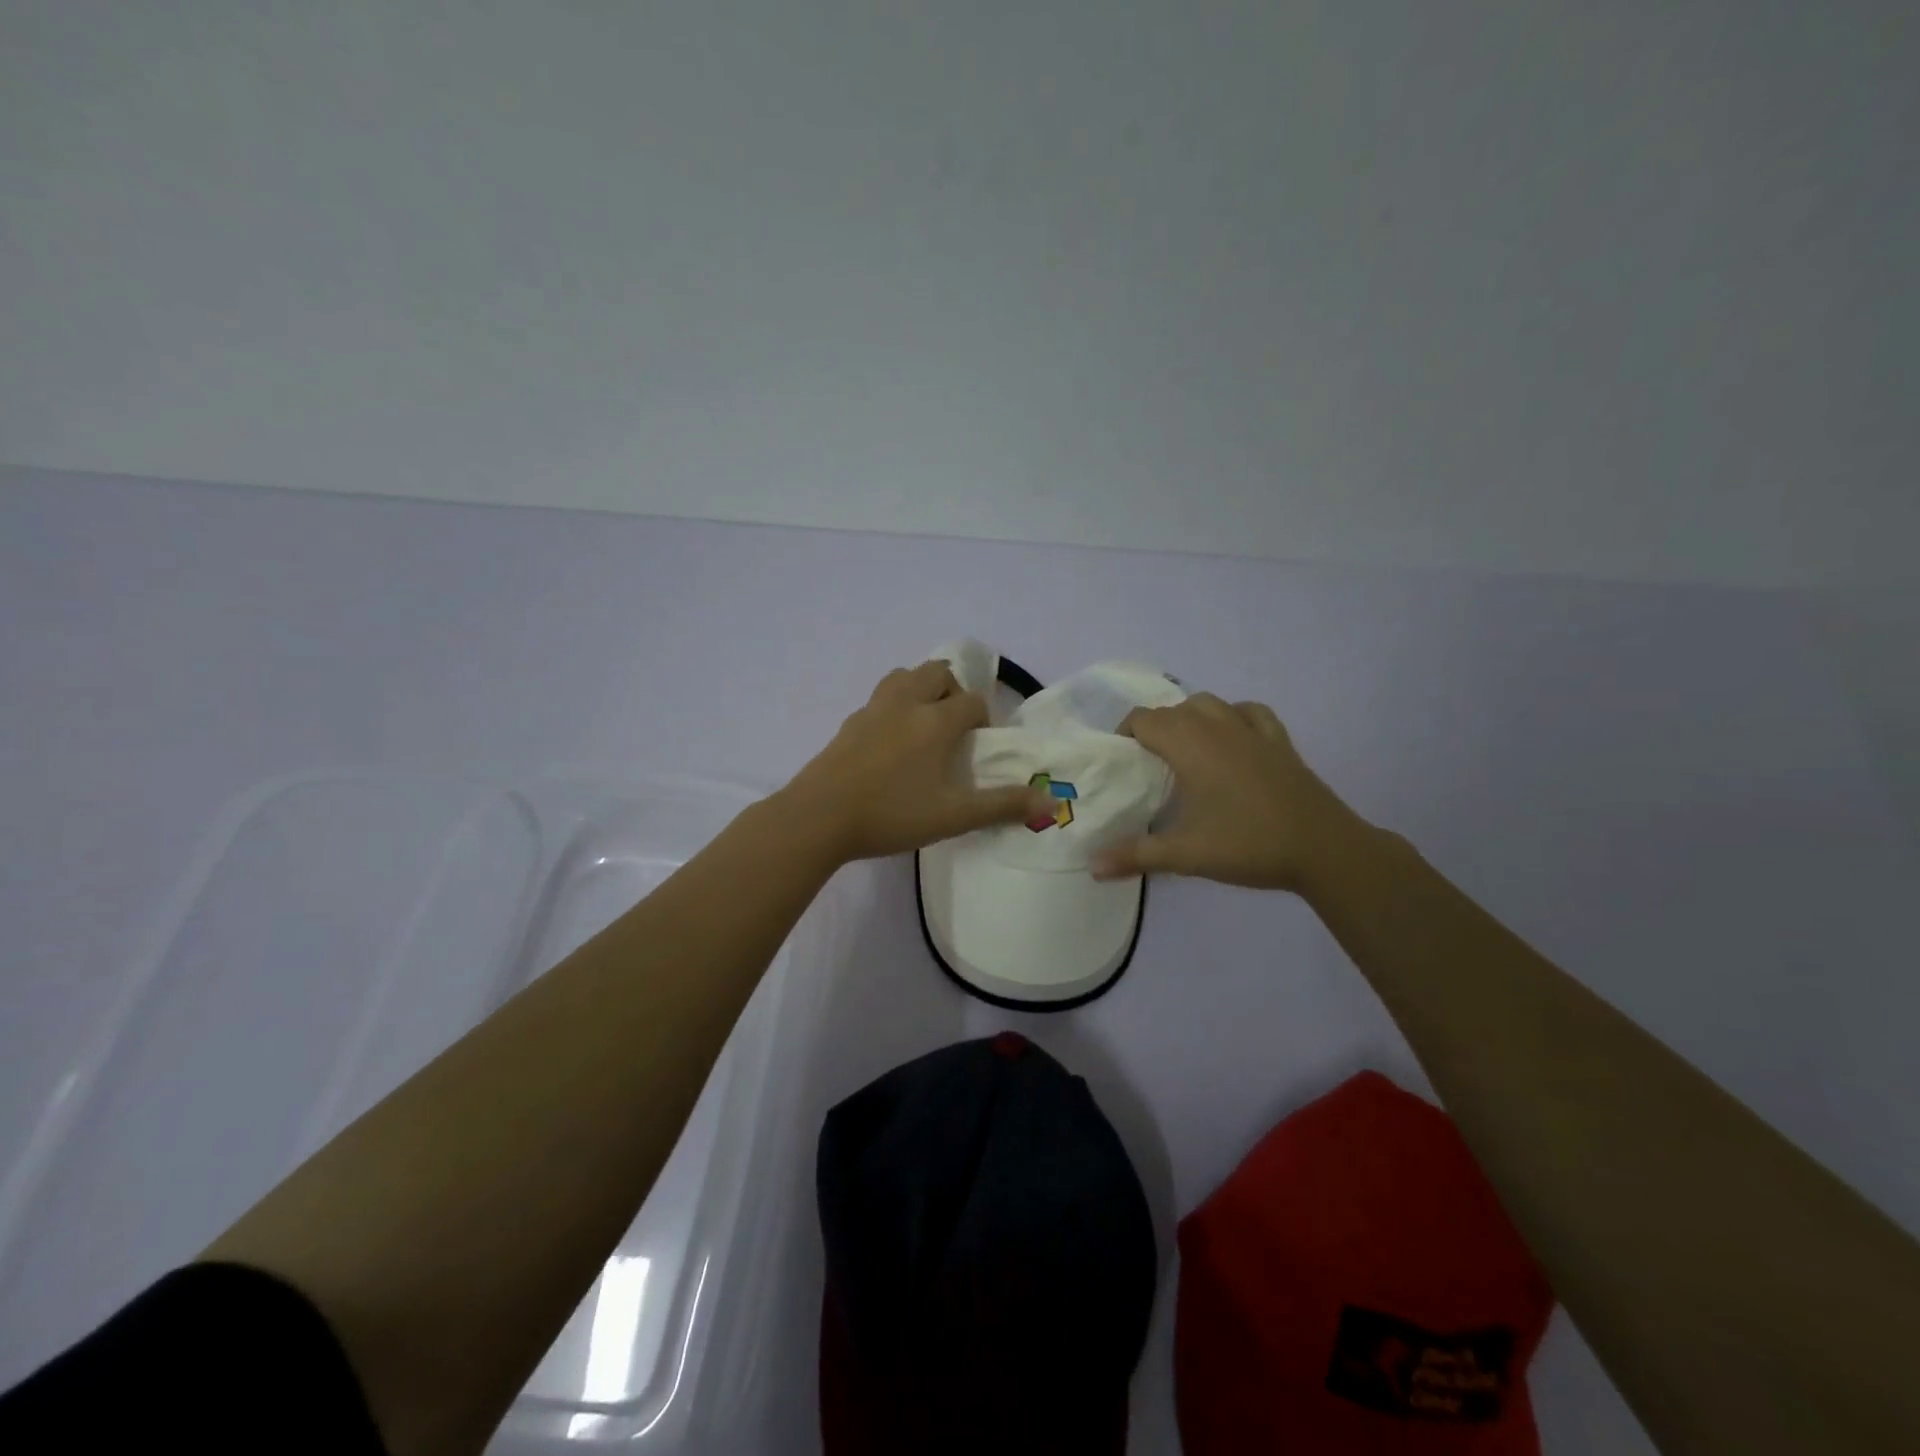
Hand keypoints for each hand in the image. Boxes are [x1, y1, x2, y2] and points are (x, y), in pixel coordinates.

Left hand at [777, 661, 1055, 863]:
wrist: (818, 817)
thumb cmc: (891, 814)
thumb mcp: (953, 816)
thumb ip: (1002, 806)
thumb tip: (1051, 801)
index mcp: (934, 721)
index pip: (971, 701)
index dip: (982, 718)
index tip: (978, 745)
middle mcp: (905, 703)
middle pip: (937, 672)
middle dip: (953, 691)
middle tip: (954, 727)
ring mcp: (872, 710)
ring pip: (903, 677)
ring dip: (921, 689)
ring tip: (924, 726)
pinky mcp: (848, 724)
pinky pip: (879, 699)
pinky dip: (894, 706)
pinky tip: (890, 743)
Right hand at [1091, 693, 1370, 891]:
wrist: (1323, 848)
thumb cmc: (1247, 844)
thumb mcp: (1185, 854)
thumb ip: (1135, 856)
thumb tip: (1091, 866)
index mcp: (1190, 746)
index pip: (1144, 720)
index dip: (1125, 734)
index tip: (1120, 761)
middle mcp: (1217, 727)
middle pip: (1172, 710)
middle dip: (1152, 729)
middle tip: (1145, 765)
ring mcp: (1252, 730)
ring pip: (1208, 704)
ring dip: (1188, 718)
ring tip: (1182, 749)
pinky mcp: (1279, 741)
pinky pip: (1248, 712)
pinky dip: (1231, 716)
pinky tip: (1230, 738)